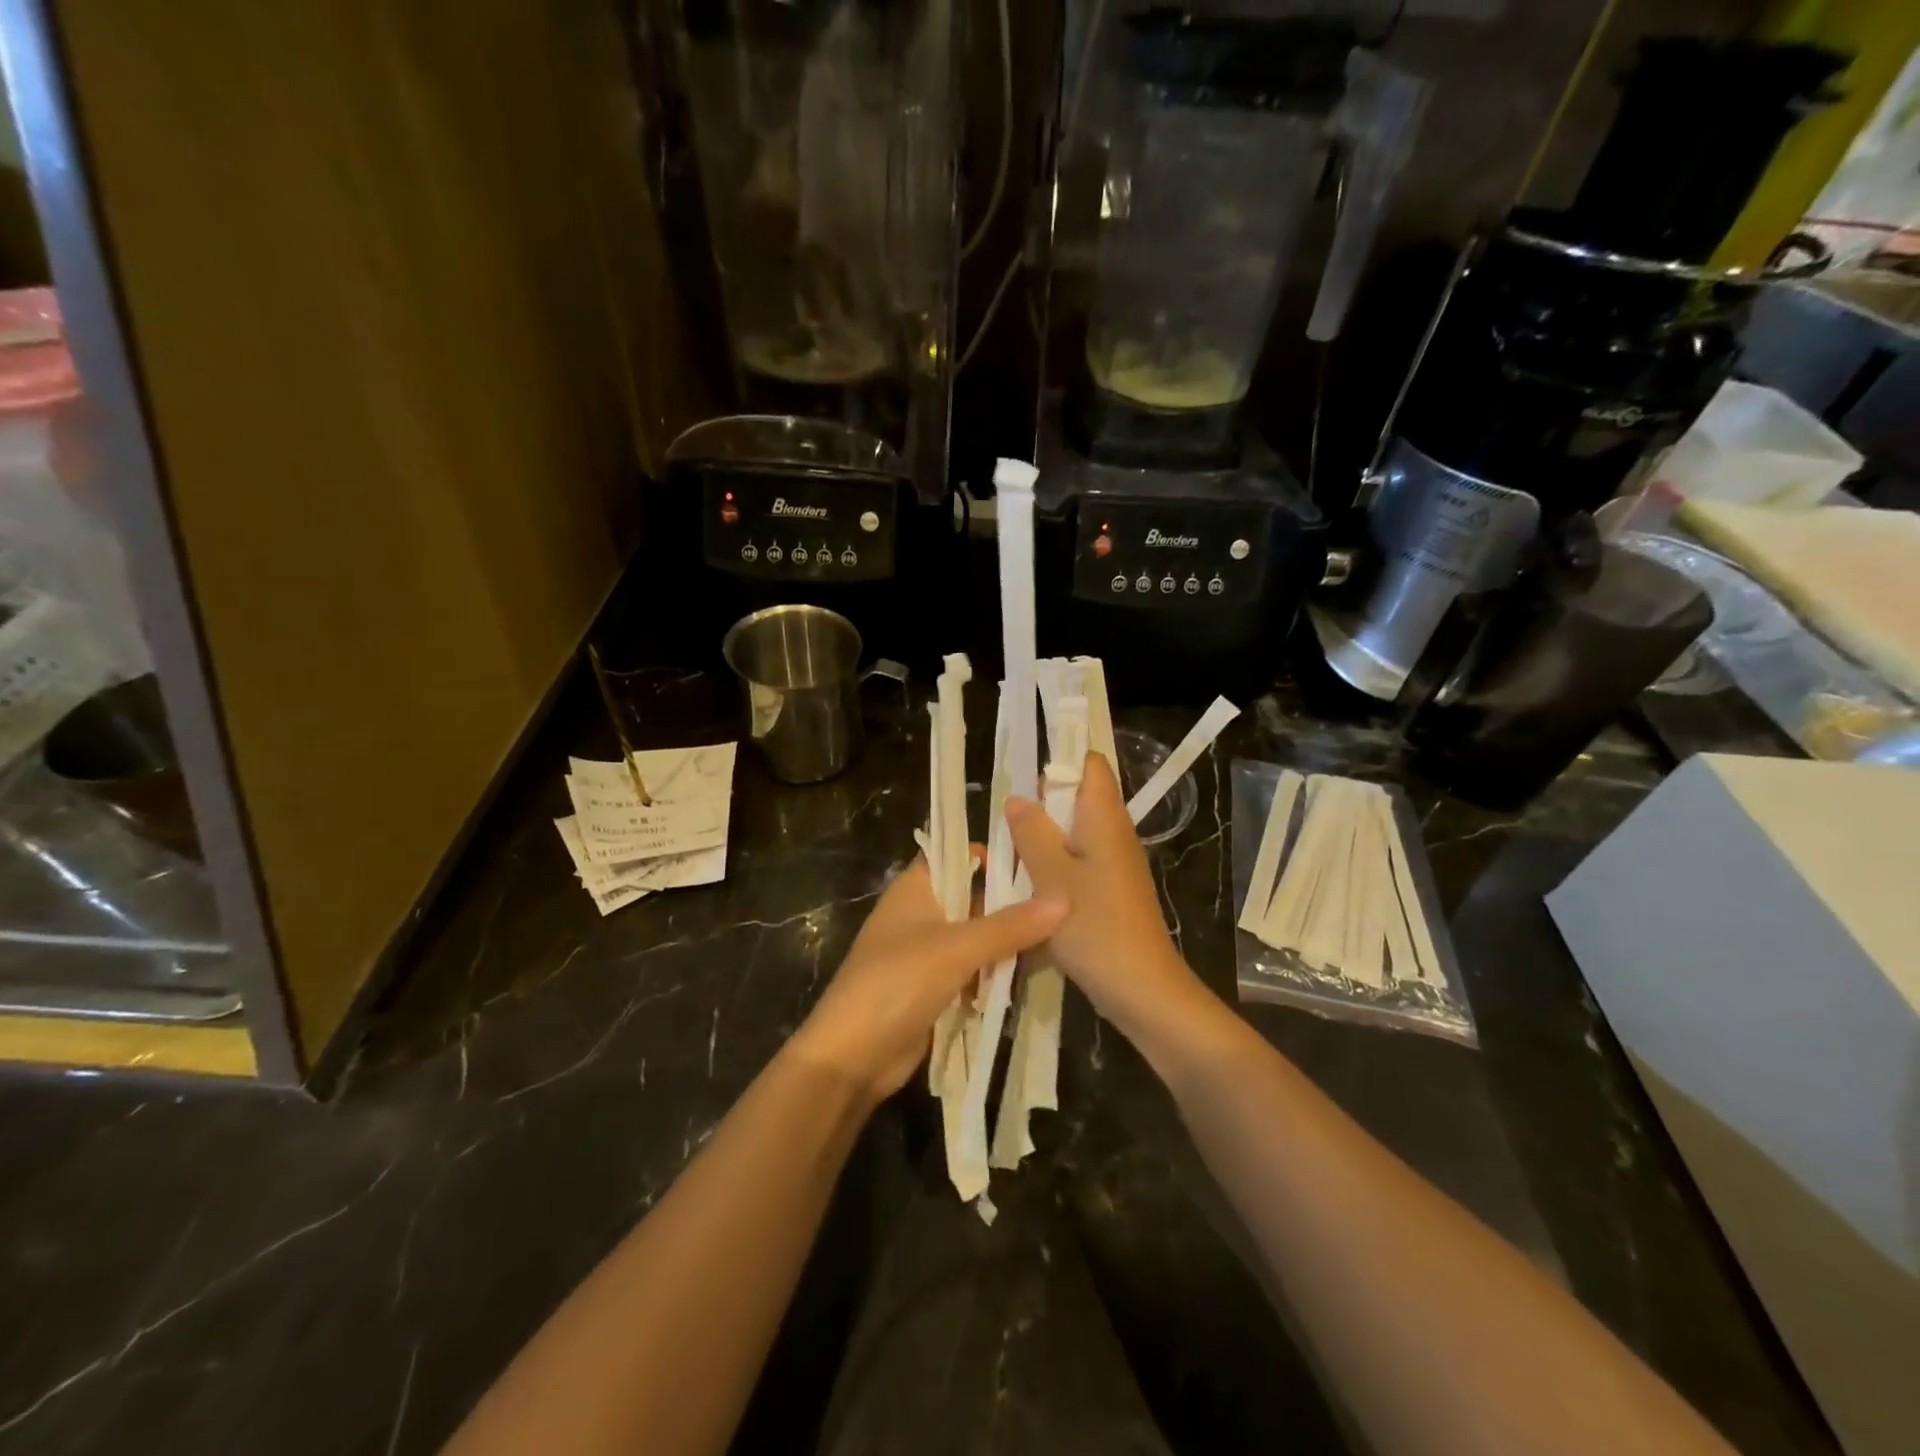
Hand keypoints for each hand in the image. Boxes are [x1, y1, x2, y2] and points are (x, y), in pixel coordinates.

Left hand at [790, 853, 1066, 1102]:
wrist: (852, 1057)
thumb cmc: (897, 982)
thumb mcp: (956, 948)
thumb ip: (1009, 925)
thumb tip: (1064, 899)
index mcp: (916, 887)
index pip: (957, 854)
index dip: (993, 852)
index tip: (1040, 857)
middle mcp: (922, 913)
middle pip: (974, 896)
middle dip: (1012, 902)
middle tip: (1067, 903)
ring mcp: (928, 953)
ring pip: (978, 937)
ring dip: (1010, 942)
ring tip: (1064, 937)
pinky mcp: (935, 988)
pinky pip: (974, 970)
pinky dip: (998, 972)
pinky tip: (1035, 973)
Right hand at [1006, 752, 1215, 1051]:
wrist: (1142, 991)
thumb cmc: (1096, 928)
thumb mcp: (1052, 878)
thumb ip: (1032, 833)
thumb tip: (1018, 799)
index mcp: (1104, 818)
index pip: (1089, 763)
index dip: (1058, 759)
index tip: (1021, 775)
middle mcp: (1113, 833)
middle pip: (1076, 799)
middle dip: (1039, 806)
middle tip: (1002, 824)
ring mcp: (1113, 865)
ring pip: (1071, 836)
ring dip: (1041, 842)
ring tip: (1006, 856)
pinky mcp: (1109, 892)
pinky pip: (1076, 866)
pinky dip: (1051, 870)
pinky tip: (1026, 890)